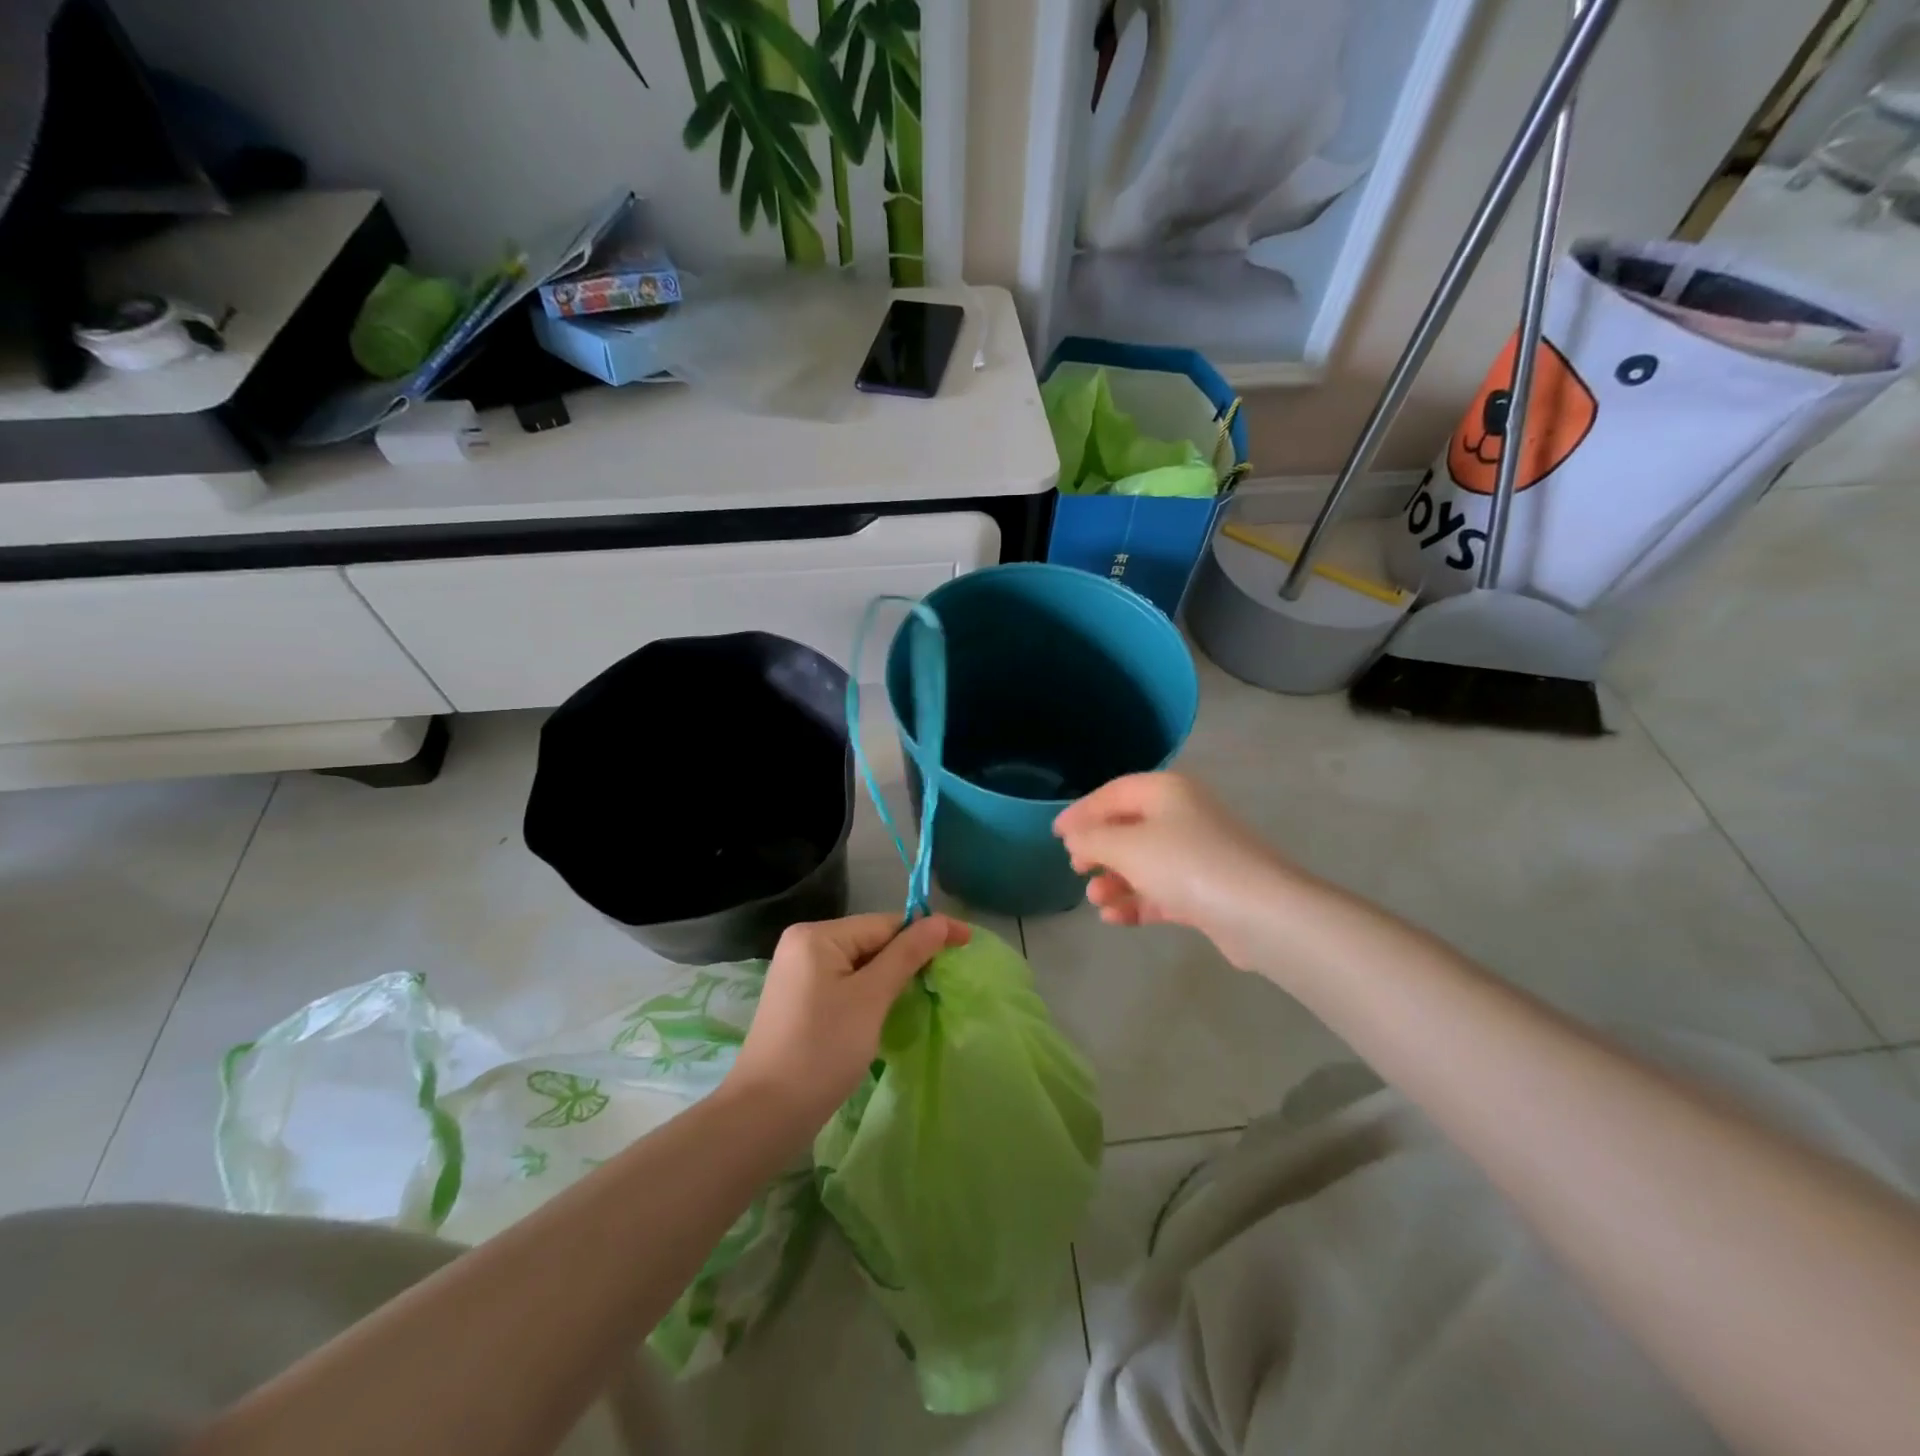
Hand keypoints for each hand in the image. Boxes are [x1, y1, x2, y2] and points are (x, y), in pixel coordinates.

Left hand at [726, 912, 969, 1122]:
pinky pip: (846, 983)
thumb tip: (942, 921)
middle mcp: (803, 944)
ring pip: (860, 964)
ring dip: (892, 976)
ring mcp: (798, 973)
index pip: (884, 923)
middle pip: (871, 940)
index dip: (927, 932)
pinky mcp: (799, 1000)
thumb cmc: (822, 1049)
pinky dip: (871, 993)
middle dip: (908, 956)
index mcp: (817, 935)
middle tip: (948, 974)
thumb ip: (907, 955)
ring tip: (925, 992)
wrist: (765, 1115)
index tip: (967, 942)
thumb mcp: (871, 998)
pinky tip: (888, 1009)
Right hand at [1053, 772, 1295, 969]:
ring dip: (1115, 880)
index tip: (1056, 834)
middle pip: (1128, 828)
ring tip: (1096, 898)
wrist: (1259, 912)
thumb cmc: (1185, 864)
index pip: (1113, 793)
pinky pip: (1161, 891)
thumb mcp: (1126, 846)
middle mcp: (1183, 816)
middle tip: (1076, 867)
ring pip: (1144, 863)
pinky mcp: (1206, 891)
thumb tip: (1075, 838)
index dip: (1082, 811)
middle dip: (1099, 849)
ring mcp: (1197, 855)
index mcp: (1166, 791)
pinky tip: (1114, 918)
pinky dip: (1136, 902)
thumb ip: (1092, 839)